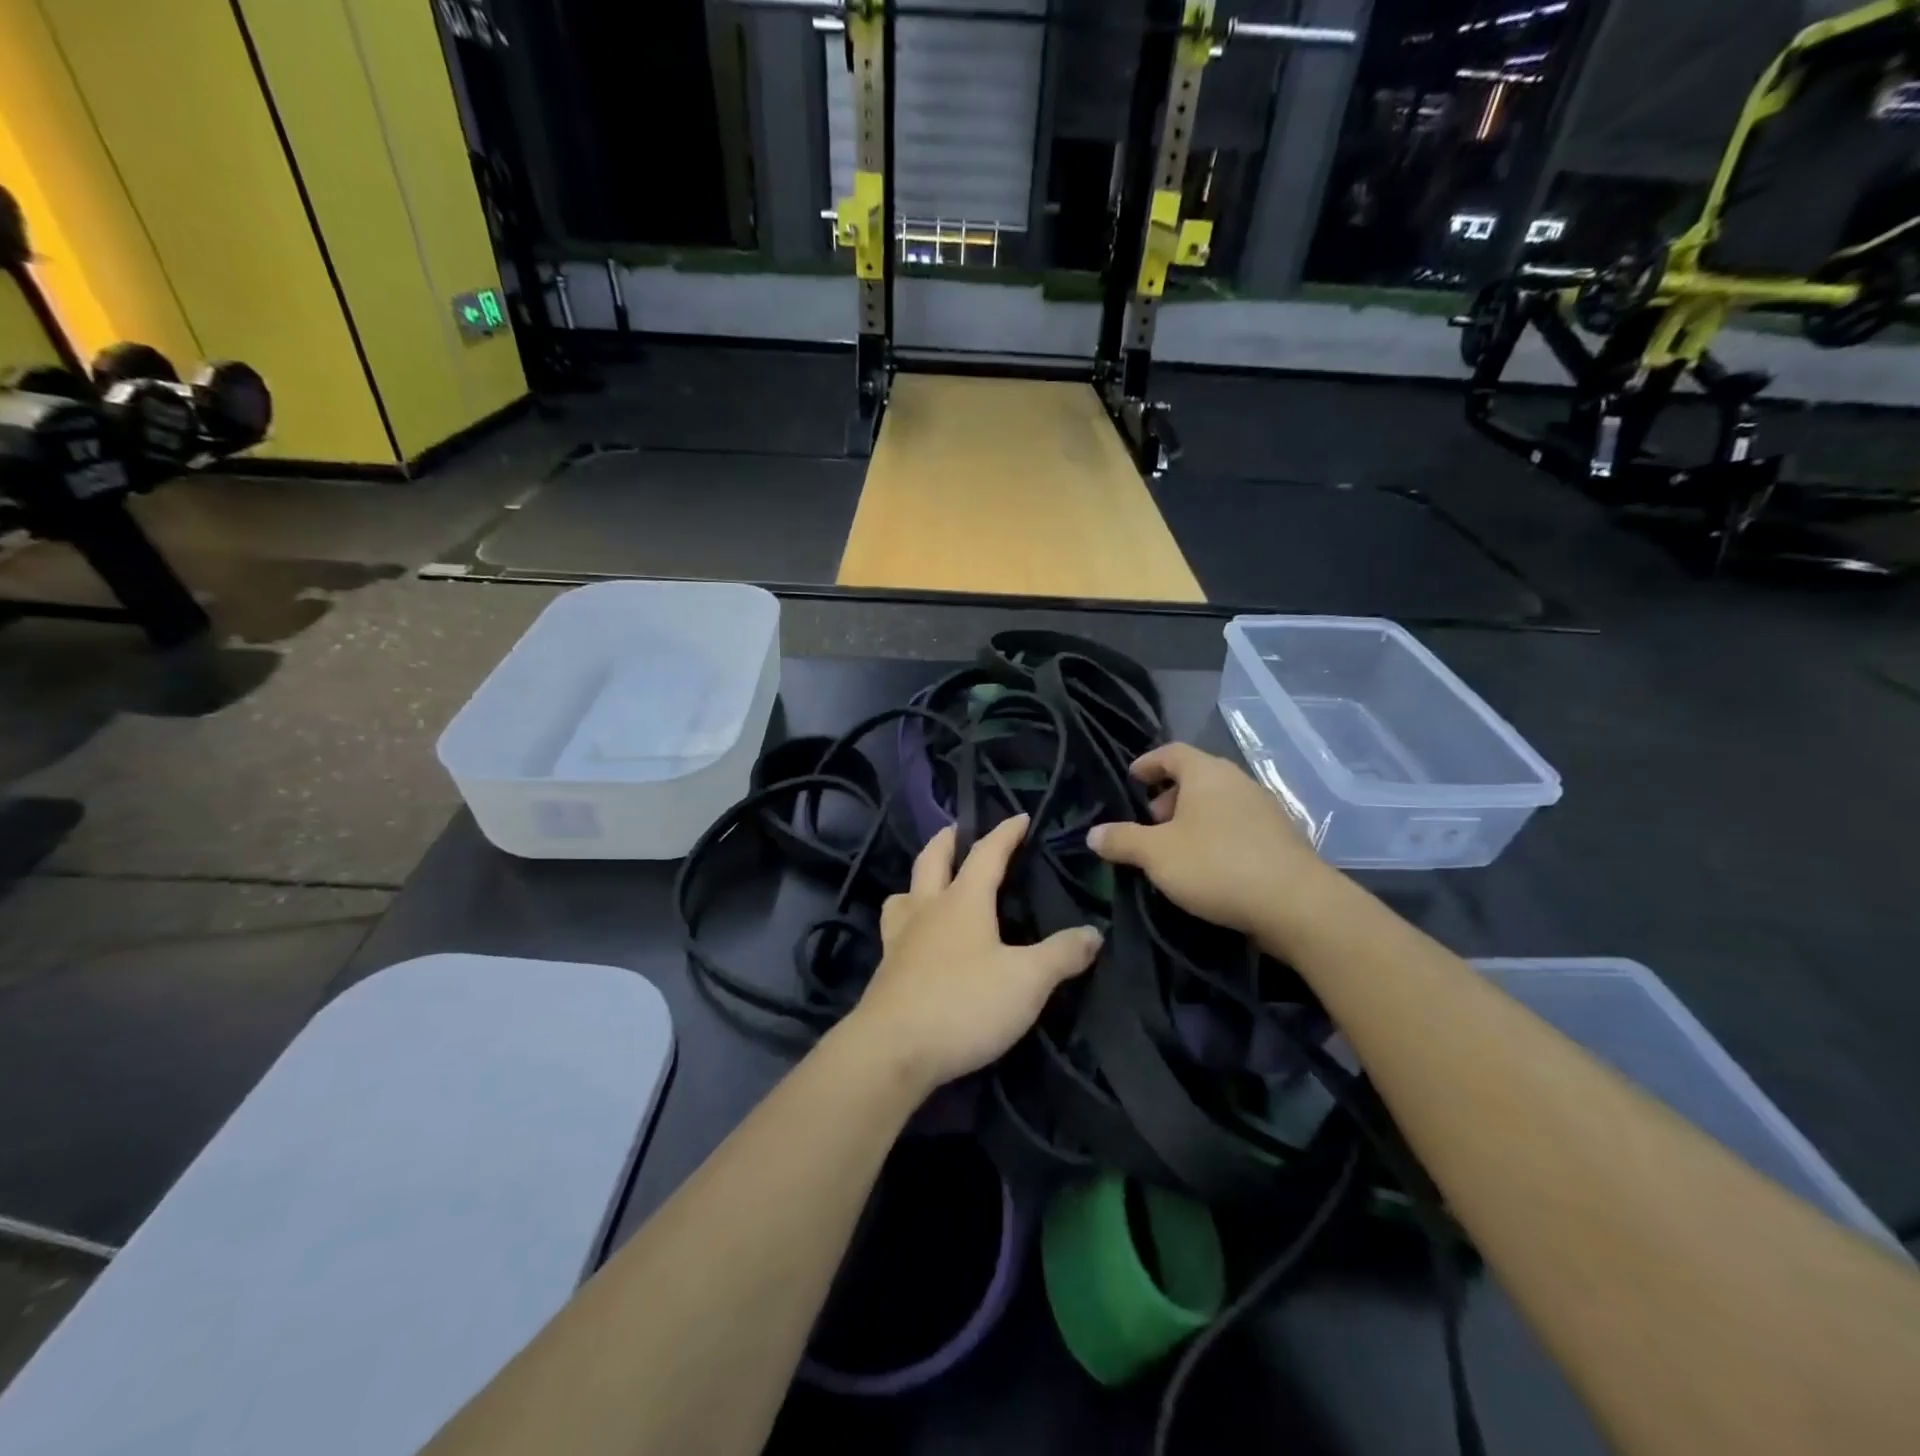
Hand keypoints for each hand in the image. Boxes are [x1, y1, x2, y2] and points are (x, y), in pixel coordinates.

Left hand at [852, 816, 1101, 1091]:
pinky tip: (916, 940)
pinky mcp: (887, 970)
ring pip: (903, 894)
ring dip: (917, 880)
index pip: (986, 854)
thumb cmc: (964, 1003)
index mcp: (963, 901)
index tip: (1019, 817)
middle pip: (931, 860)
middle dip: (946, 840)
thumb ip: (1061, 955)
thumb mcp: (1027, 981)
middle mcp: (927, 910)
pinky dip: (906, 920)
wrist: (893, 1050)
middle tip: (956, 829)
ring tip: (928, 884)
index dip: (1005, 833)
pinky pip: (895, 929)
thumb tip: (1092, 933)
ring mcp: (900, 939)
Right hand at [1088, 743, 1332, 936]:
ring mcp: (1265, 808)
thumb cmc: (1216, 865)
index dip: (1148, 763)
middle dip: (1169, 796)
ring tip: (1175, 848)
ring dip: (1193, 819)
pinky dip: (1216, 836)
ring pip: (1218, 802)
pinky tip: (1208, 866)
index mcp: (1207, 773)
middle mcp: (1238, 781)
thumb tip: (1093, 834)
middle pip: (1196, 777)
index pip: (1172, 752)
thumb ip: (1122, 840)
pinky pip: (1238, 825)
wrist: (1295, 904)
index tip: (1132, 779)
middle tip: (1150, 823)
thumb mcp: (1156, 854)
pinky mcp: (1281, 838)